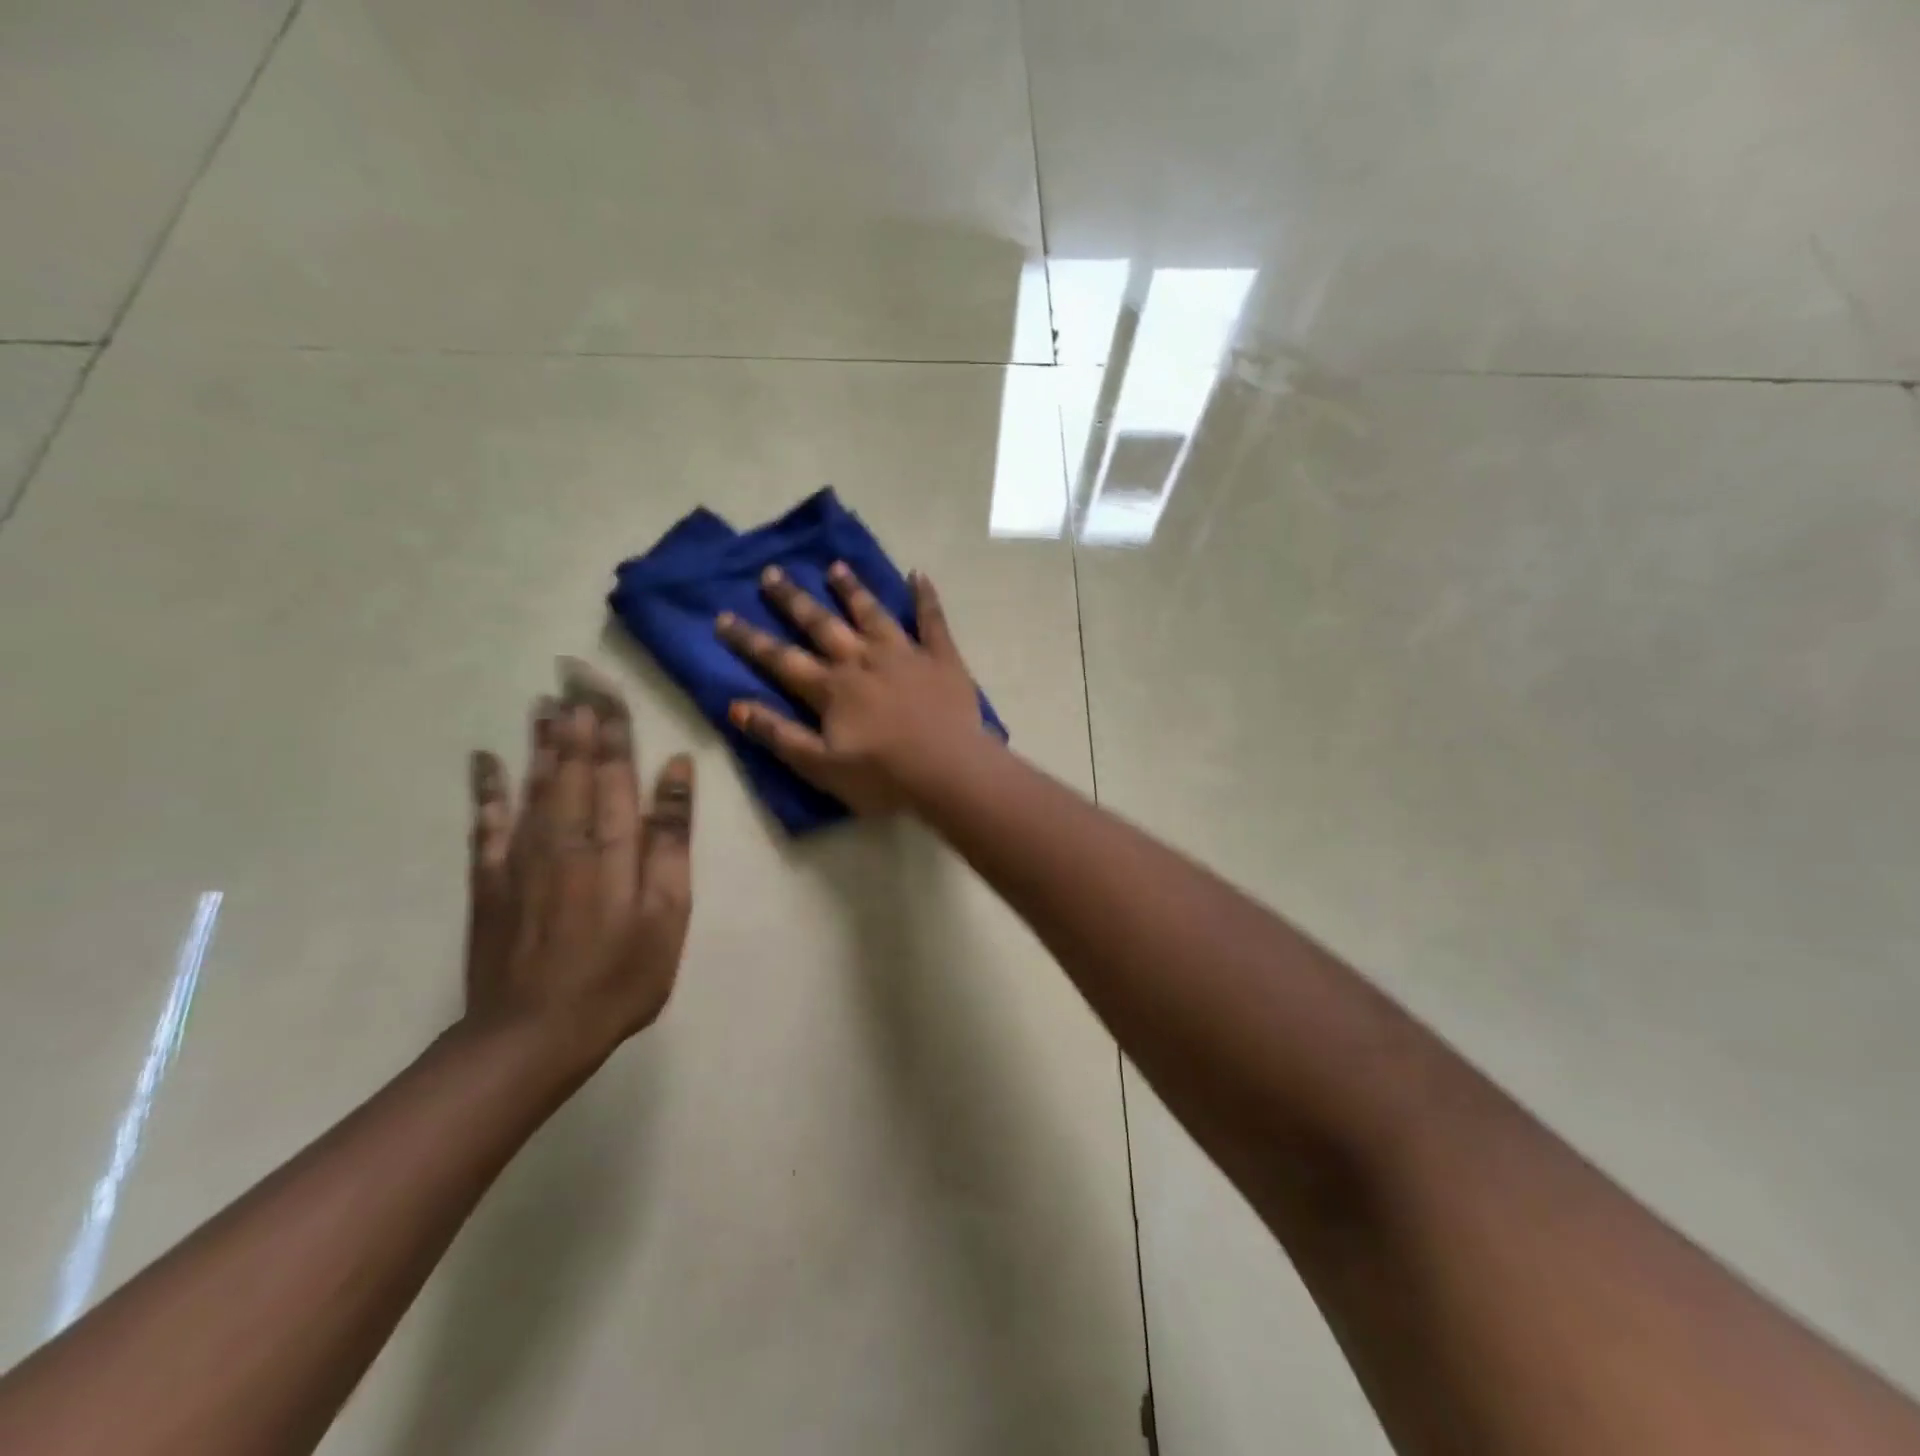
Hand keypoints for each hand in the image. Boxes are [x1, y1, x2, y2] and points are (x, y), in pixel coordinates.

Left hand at [464, 661, 695, 1062]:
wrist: (533, 1034)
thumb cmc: (620, 975)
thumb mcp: (668, 910)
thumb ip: (670, 837)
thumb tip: (675, 769)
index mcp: (613, 842)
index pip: (614, 768)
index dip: (613, 726)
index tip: (608, 687)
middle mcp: (565, 835)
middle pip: (572, 765)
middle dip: (576, 719)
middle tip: (572, 674)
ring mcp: (521, 856)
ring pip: (533, 782)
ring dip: (540, 740)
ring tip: (545, 701)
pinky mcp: (490, 880)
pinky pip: (486, 822)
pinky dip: (486, 788)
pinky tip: (485, 759)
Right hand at [715, 563, 989, 814]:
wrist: (949, 772)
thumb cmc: (883, 777)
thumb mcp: (821, 766)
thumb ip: (779, 735)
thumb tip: (735, 706)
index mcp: (832, 688)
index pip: (781, 659)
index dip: (749, 640)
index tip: (723, 616)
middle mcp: (863, 659)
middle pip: (821, 624)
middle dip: (794, 599)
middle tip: (772, 572)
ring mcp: (904, 653)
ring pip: (872, 613)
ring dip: (852, 589)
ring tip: (835, 566)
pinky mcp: (941, 657)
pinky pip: (932, 619)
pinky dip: (925, 596)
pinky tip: (918, 574)